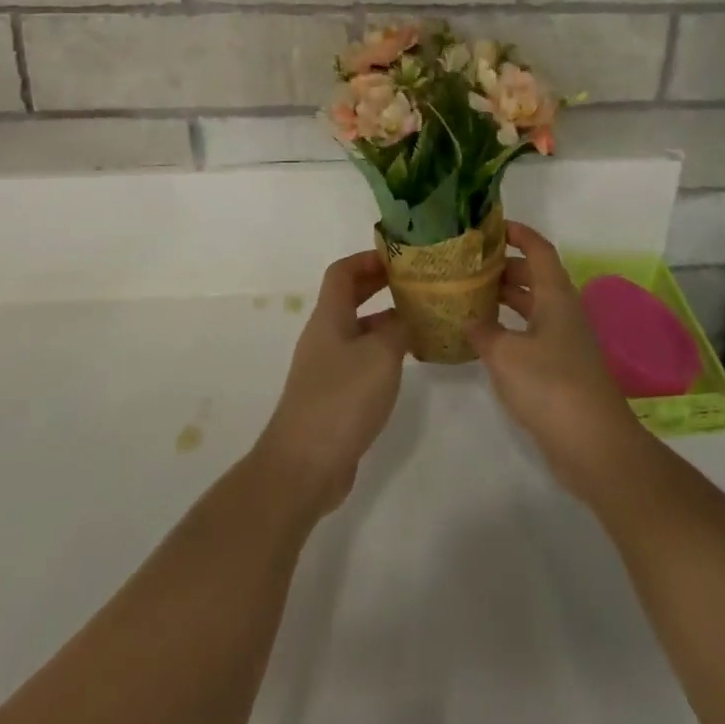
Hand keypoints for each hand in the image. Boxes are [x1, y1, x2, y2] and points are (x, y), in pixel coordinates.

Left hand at [254, 251, 408, 516]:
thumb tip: (408, 316)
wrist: (304, 465)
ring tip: (421, 321)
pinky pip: (359, 360)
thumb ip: (399, 328)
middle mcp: (324, 336)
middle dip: (379, 286)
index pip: (342, 272)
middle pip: (349, 298)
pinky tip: (406, 364)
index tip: (399, 258)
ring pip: (357, 330)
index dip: (368, 259)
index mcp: (329, 318)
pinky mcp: (333, 396)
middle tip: (415, 283)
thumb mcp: (381, 355)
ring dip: (385, 321)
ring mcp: (326, 368)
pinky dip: (382, 353)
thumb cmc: (342, 399)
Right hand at [466, 221, 652, 505]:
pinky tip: (486, 340)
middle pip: (534, 276)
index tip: (490, 226)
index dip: (517, 233)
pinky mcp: (562, 368)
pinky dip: (510, 328)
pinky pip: (532, 333)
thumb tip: (468, 318)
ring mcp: (565, 341)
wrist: (595, 445)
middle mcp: (563, 311)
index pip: (538, 249)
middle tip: (468, 266)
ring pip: (533, 306)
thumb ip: (482, 331)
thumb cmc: (550, 386)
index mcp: (555, 295)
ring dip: (505, 298)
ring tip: (469, 297)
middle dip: (503, 267)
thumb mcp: (505, 354)